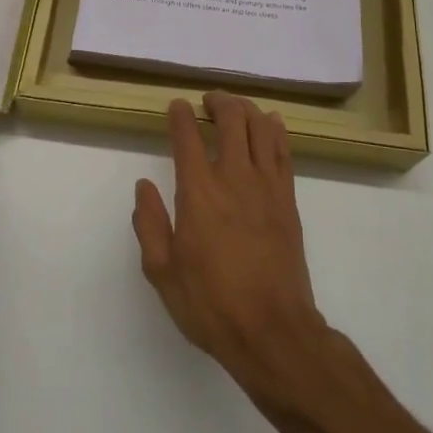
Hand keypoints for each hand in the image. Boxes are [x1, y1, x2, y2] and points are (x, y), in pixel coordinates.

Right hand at [132, 92, 329, 405]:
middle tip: (208, 101)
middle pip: (231, 119)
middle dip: (219, 101)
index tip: (176, 106)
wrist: (273, 331)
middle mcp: (234, 178)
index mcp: (199, 192)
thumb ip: (150, 224)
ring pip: (261, 127)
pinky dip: (275, 129)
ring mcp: (267, 186)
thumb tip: (144, 187)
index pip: (188, 137)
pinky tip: (270, 124)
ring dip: (247, 109)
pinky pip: (283, 150)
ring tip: (235, 108)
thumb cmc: (211, 304)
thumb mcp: (162, 272)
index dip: (180, 115)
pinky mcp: (288, 199)